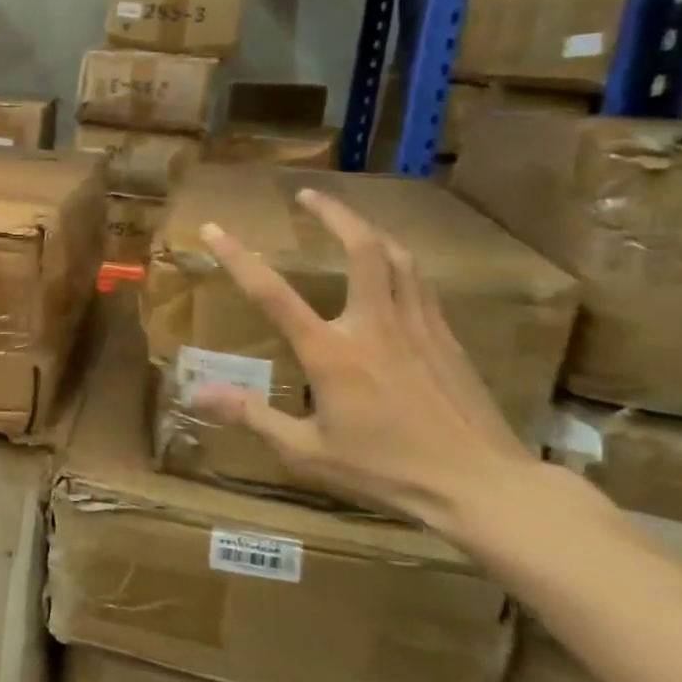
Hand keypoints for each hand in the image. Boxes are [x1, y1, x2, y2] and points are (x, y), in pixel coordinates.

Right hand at [191, 187, 537, 529]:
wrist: (482, 487)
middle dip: (333, 213)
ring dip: (367, 228)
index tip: (214, 228)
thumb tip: (198, 393)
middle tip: (308, 194)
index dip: (237, 257)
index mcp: (331, 352)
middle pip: (360, 248)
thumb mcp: (307, 453)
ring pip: (396, 256)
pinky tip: (391, 265)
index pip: (272, 293)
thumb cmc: (387, 471)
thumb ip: (252, 416)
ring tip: (347, 219)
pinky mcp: (447, 337)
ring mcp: (417, 326)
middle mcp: (373, 325)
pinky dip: (398, 260)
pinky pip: (419, 281)